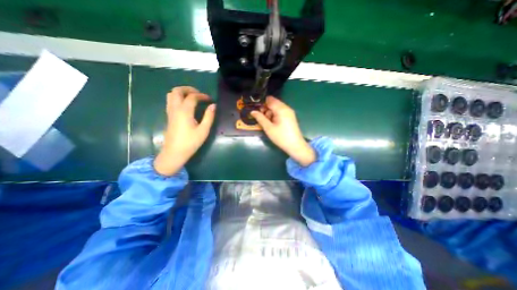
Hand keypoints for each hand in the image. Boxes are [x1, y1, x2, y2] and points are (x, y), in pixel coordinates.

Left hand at [155, 87, 215, 174]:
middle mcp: (175, 108)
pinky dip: (177, 98)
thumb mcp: (203, 130)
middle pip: (177, 91)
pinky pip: (170, 101)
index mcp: (184, 111)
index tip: (210, 99)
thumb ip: (209, 116)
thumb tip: (213, 106)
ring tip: (192, 97)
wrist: (174, 152)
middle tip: (198, 94)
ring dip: (181, 92)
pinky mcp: (168, 116)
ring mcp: (170, 112)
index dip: (202, 96)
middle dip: (188, 89)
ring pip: (171, 95)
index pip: (192, 97)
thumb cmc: (191, 142)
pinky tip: (185, 105)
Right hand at [250, 96, 314, 166]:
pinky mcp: (290, 117)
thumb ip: (260, 118)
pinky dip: (275, 115)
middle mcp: (286, 108)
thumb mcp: (268, 128)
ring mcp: (289, 112)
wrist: (295, 146)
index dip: (262, 103)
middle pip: (273, 103)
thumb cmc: (281, 137)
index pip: (269, 100)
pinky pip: (281, 112)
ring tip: (269, 123)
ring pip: (277, 108)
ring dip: (270, 113)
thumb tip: (252, 111)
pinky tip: (274, 123)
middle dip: (266, 109)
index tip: (257, 111)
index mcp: (281, 109)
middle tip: (263, 119)